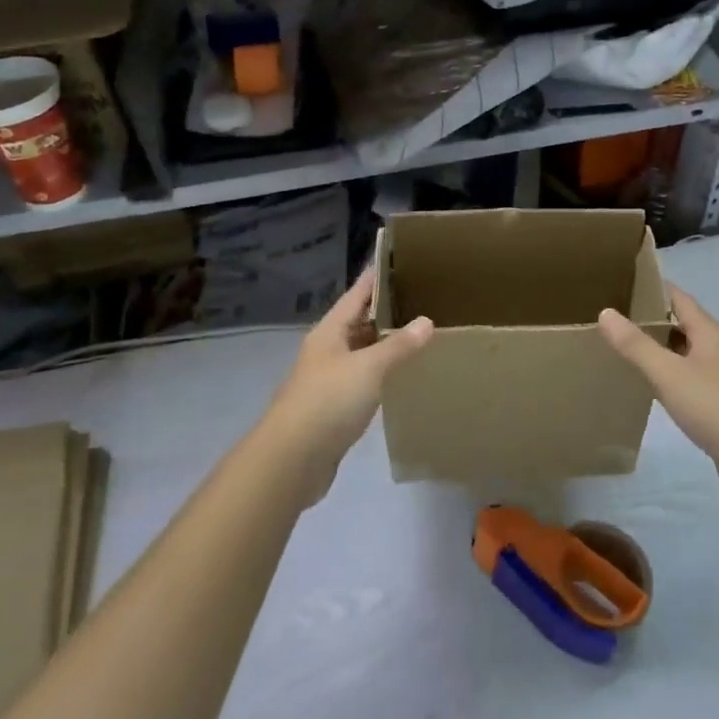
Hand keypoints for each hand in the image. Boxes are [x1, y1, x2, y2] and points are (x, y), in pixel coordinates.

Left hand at [256, 269, 432, 503]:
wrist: (292, 459)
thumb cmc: (328, 401)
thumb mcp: (368, 368)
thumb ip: (398, 346)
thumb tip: (426, 321)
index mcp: (329, 333)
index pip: (356, 295)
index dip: (375, 278)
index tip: (395, 259)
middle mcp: (327, 351)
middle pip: (357, 322)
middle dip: (385, 310)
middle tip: (419, 297)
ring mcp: (328, 380)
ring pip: (361, 352)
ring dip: (384, 344)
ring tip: (418, 332)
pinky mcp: (334, 408)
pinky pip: (363, 380)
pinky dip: (381, 373)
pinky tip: (401, 375)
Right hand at [599, 286, 718, 501]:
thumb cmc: (713, 405)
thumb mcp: (667, 373)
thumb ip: (636, 344)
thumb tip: (606, 312)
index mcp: (709, 332)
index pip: (678, 298)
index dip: (651, 288)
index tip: (621, 283)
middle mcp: (718, 347)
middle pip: (682, 323)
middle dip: (651, 318)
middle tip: (613, 316)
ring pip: (685, 351)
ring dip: (659, 347)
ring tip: (623, 346)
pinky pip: (688, 376)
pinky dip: (668, 373)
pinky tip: (649, 384)